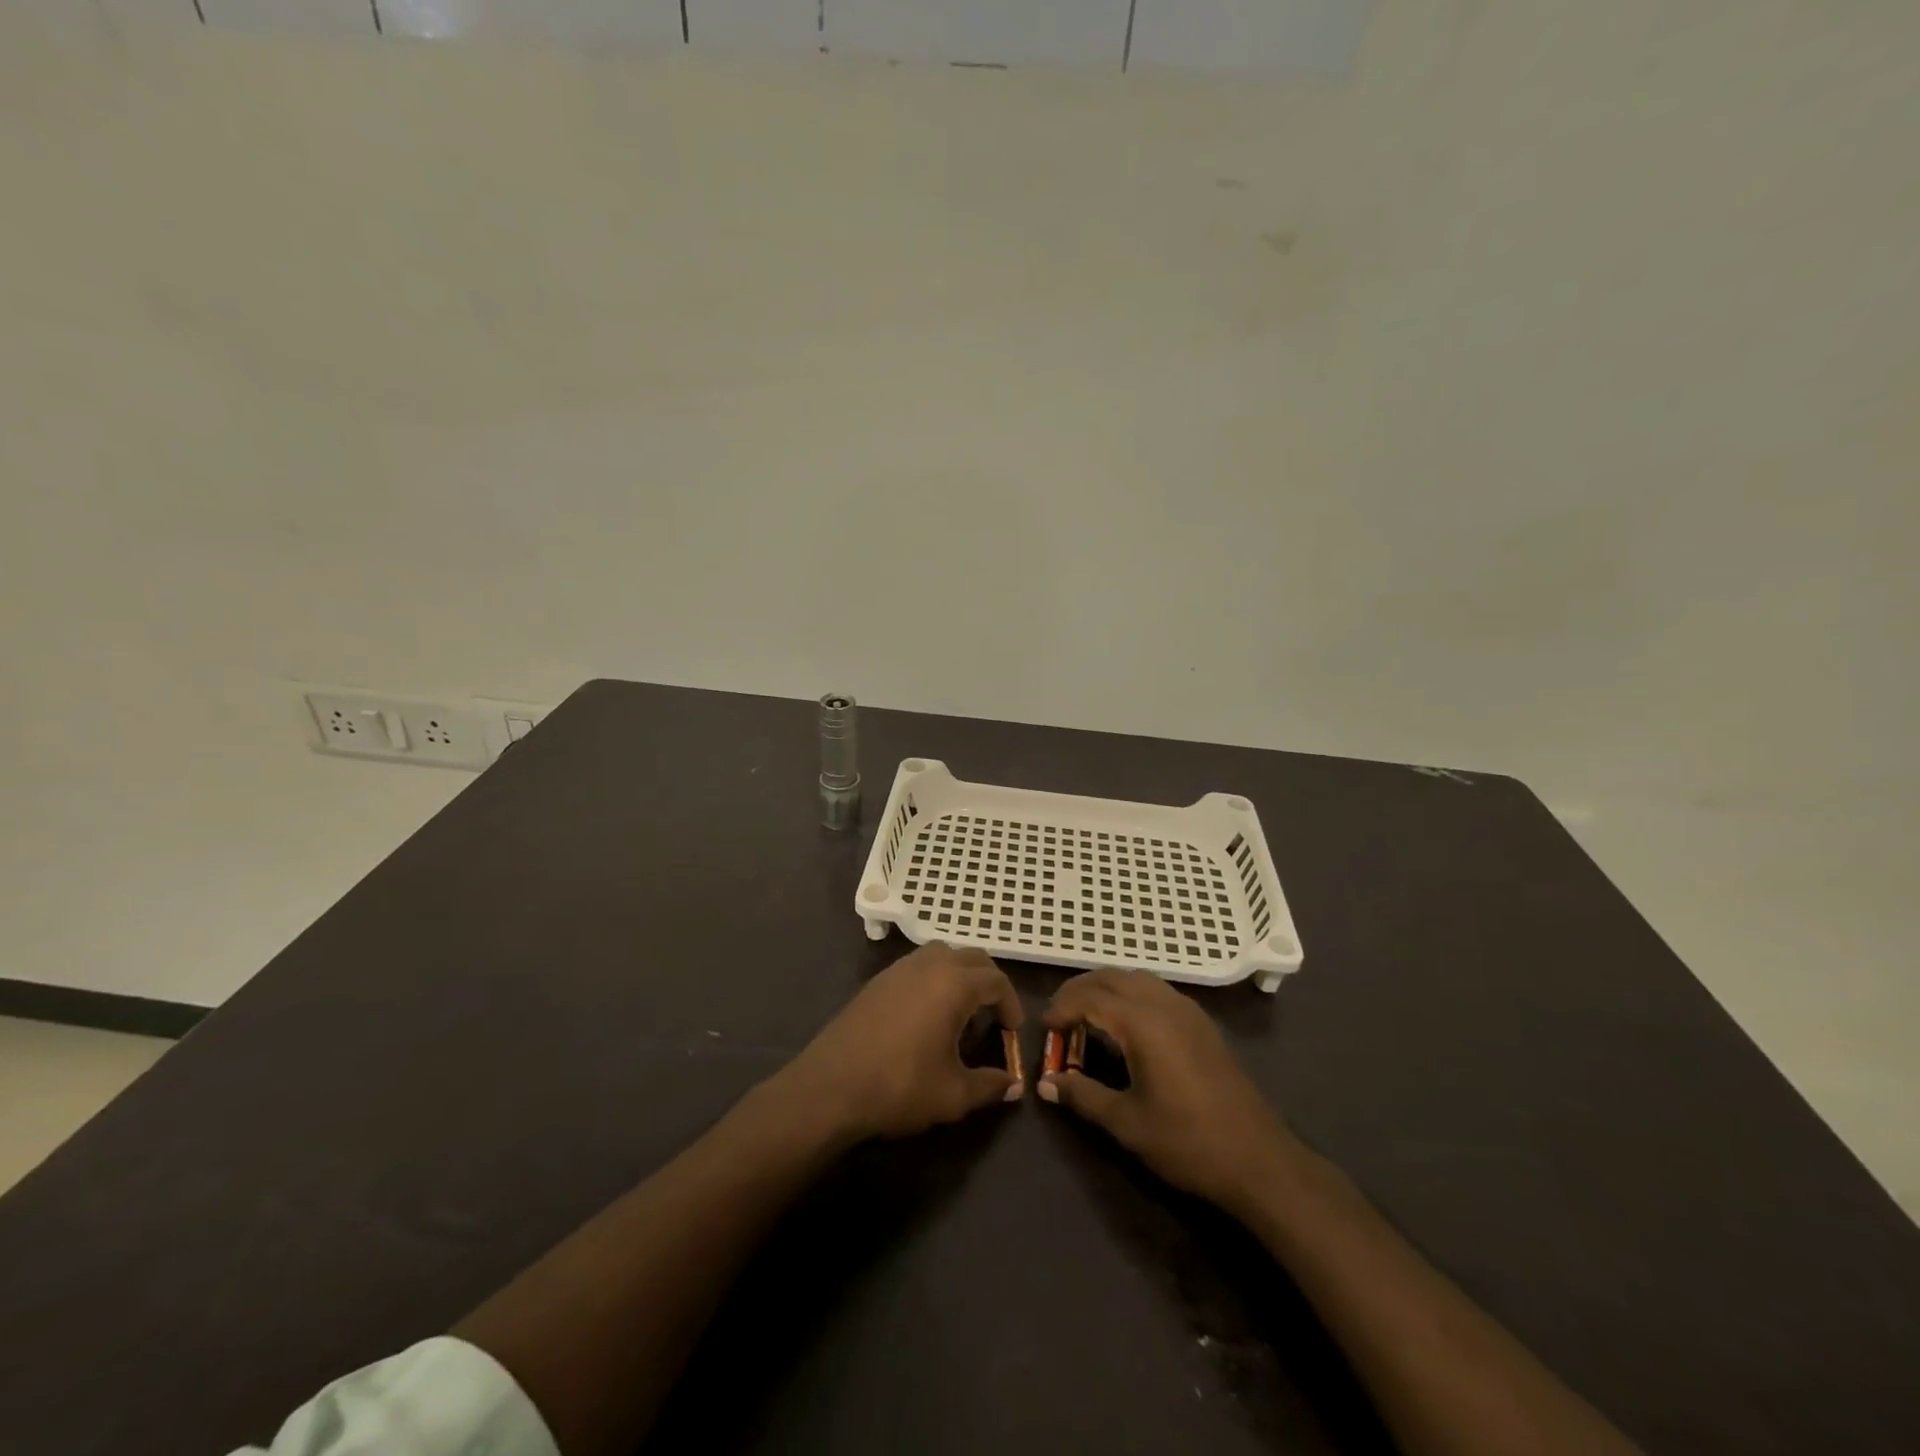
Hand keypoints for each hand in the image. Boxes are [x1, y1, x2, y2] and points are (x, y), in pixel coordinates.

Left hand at [778, 943, 1023, 1142]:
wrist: (830, 1087)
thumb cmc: (899, 1086)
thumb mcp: (953, 1094)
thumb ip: (989, 1086)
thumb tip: (1014, 1086)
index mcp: (953, 985)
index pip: (996, 980)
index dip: (1010, 1003)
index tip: (1012, 1032)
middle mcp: (928, 965)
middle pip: (972, 957)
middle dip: (989, 981)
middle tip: (994, 1014)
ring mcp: (898, 969)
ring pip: (942, 953)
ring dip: (960, 973)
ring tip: (962, 1009)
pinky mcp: (877, 981)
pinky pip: (917, 965)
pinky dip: (934, 977)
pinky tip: (927, 1012)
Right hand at [1041, 969, 1294, 1213]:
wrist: (1259, 1160)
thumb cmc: (1188, 1142)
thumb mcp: (1127, 1123)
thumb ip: (1083, 1096)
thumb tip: (1045, 1084)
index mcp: (1143, 1023)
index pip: (1090, 997)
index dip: (1062, 1008)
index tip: (1044, 1028)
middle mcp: (1164, 1004)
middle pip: (1112, 977)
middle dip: (1080, 990)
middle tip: (1059, 1017)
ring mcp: (1188, 1010)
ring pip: (1136, 978)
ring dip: (1106, 988)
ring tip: (1087, 1017)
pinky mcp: (1202, 1023)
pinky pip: (1156, 990)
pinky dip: (1130, 994)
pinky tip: (1126, 1026)